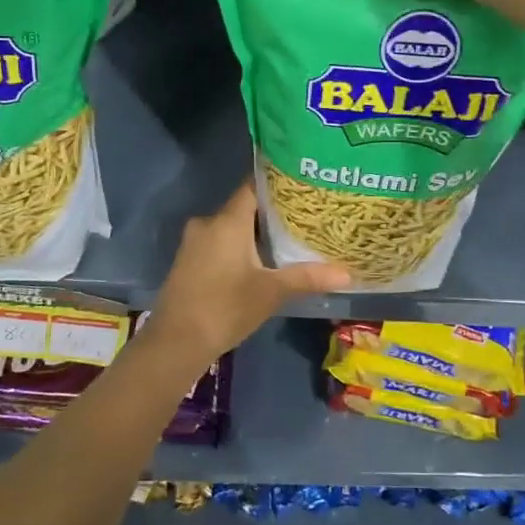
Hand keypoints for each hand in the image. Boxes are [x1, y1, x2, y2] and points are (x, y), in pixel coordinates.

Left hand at [145, 182, 349, 370]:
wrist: (176, 342)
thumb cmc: (225, 308)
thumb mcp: (271, 292)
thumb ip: (308, 277)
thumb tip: (349, 274)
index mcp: (227, 221)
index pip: (253, 186)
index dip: (278, 182)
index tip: (303, 183)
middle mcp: (208, 223)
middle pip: (245, 207)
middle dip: (273, 211)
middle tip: (306, 214)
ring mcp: (194, 243)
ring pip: (231, 227)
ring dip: (256, 232)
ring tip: (290, 236)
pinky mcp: (189, 261)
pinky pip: (220, 243)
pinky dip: (240, 246)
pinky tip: (262, 260)